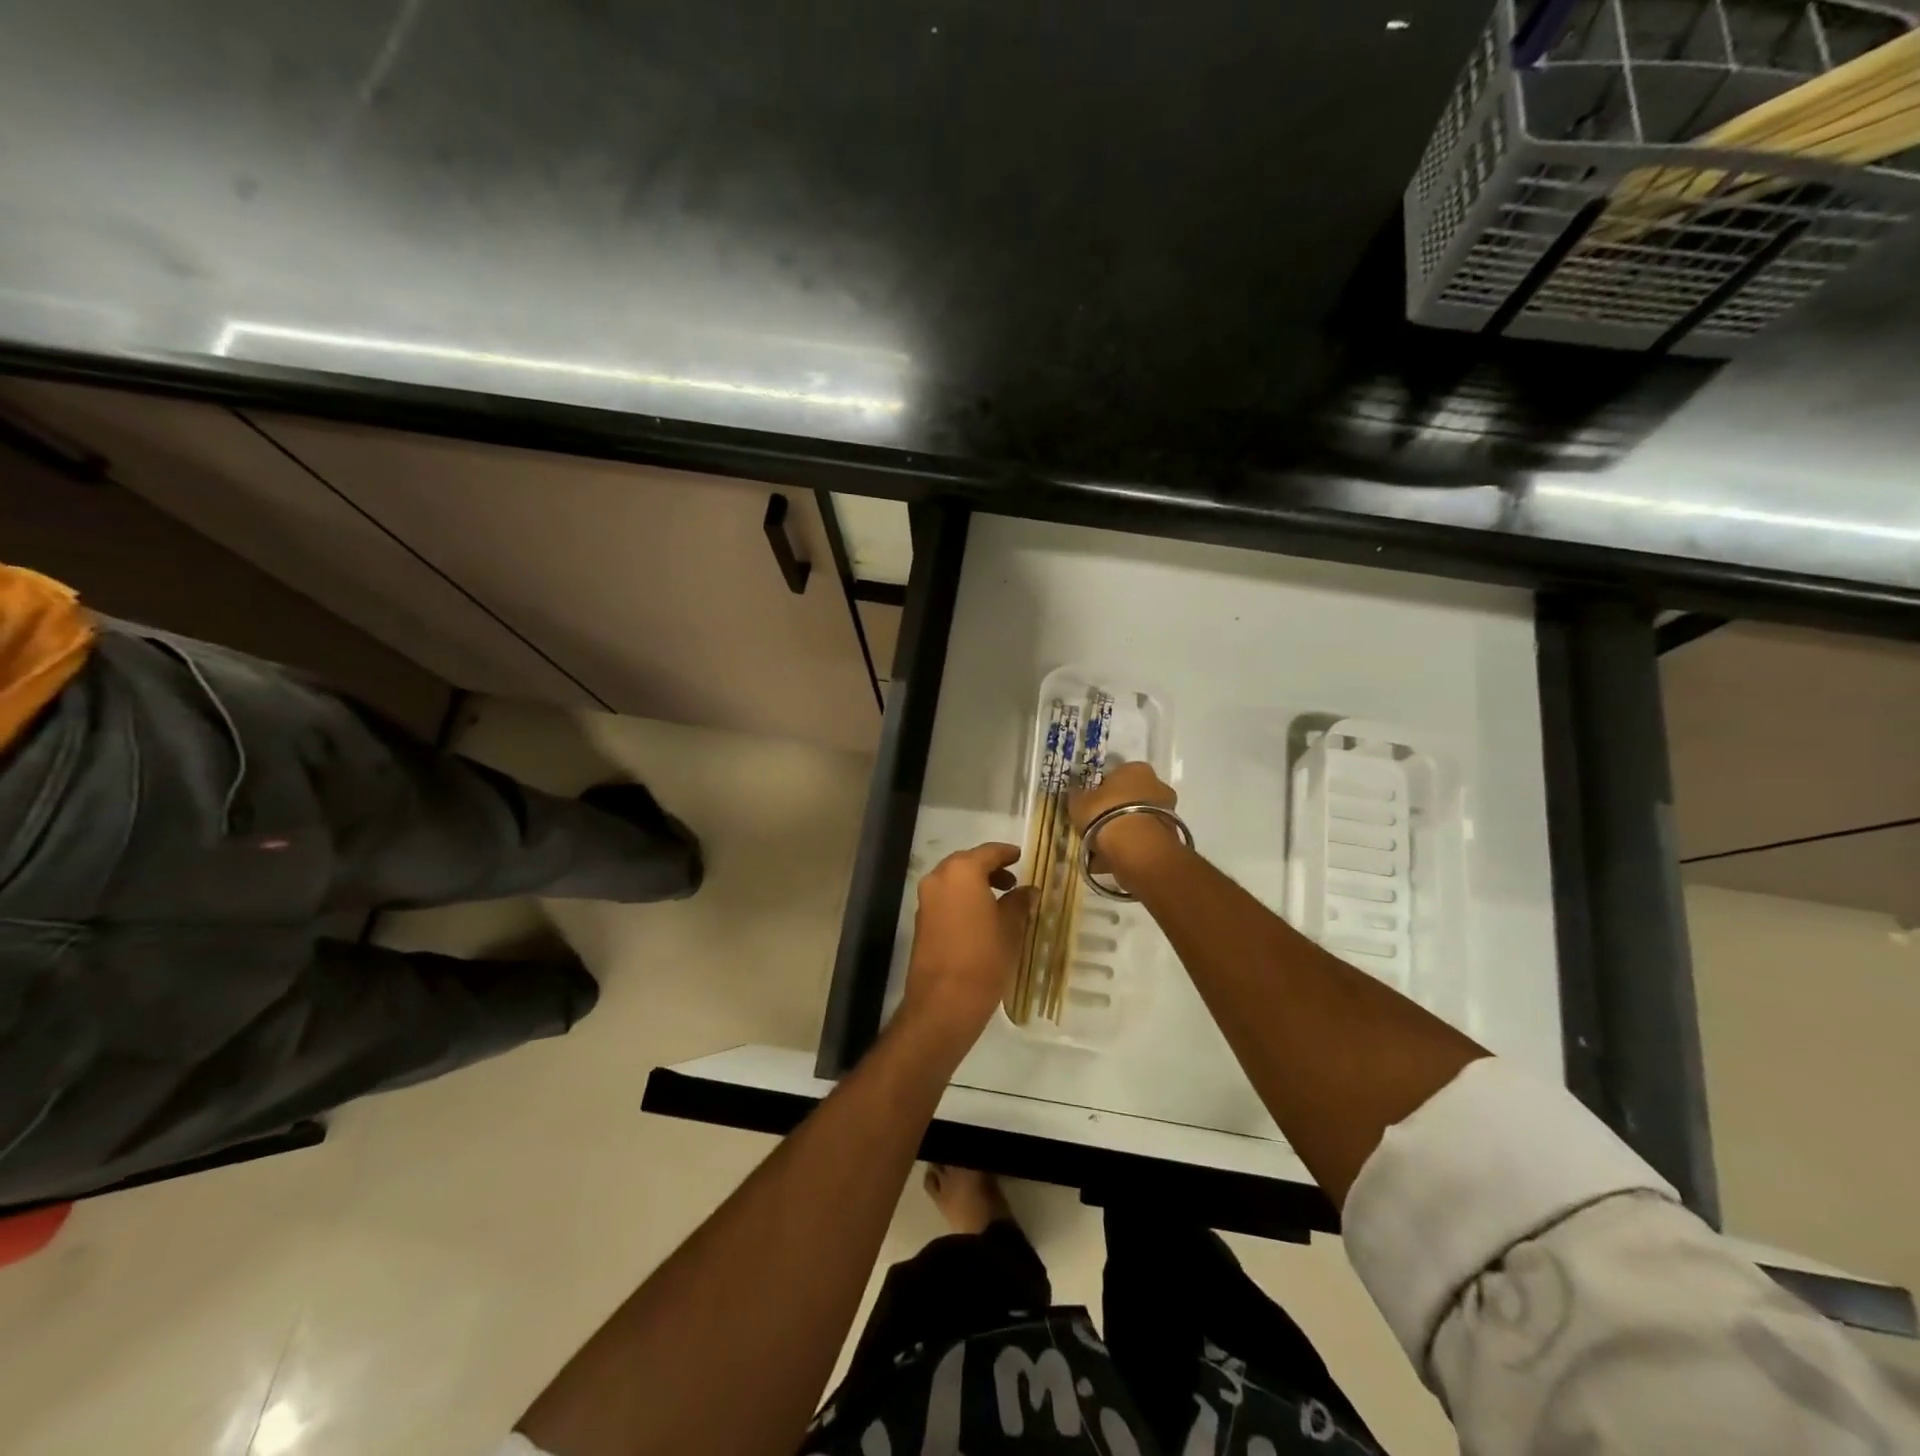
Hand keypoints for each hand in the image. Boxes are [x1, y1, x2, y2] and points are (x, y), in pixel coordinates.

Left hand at [898, 843, 1035, 1050]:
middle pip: (967, 863)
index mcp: (962, 872)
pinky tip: (981, 917)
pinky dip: (962, 899)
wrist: (943, 1002)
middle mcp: (939, 879)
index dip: (1007, 854)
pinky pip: (945, 899)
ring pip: (954, 881)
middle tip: (1013, 880)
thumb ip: (1019, 903)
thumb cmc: (983, 959)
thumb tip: (1029, 891)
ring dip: (975, 885)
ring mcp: (926, 900)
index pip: (988, 852)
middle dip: (989, 869)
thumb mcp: (1010, 928)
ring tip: (1001, 900)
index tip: (1022, 857)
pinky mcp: (921, 921)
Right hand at [1069, 761, 1180, 886]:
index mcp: (1136, 769)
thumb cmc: (1105, 813)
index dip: (1102, 790)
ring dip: (1124, 831)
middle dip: (1117, 811)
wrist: (1136, 848)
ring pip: (1138, 820)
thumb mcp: (1079, 802)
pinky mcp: (1171, 836)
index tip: (1091, 805)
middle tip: (1096, 826)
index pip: (1117, 775)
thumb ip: (1078, 796)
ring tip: (1103, 848)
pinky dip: (1131, 847)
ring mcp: (1168, 811)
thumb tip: (1076, 794)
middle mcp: (1157, 785)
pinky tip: (1113, 859)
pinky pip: (1143, 839)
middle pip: (1131, 798)